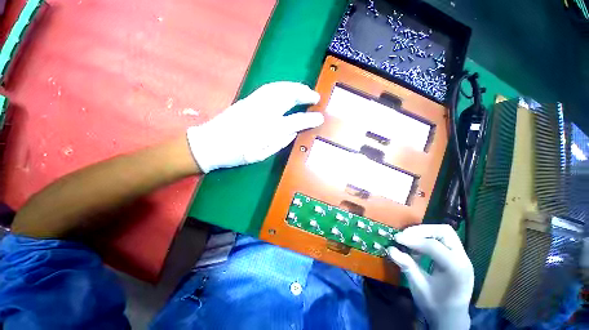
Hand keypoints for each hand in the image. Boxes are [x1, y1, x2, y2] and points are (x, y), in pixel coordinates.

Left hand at [187, 82, 323, 172]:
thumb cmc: (236, 154)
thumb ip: (279, 142)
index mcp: (268, 129)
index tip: (320, 118)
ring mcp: (254, 102)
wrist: (208, 144)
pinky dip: (283, 87)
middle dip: (305, 94)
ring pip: (279, 88)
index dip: (310, 119)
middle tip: (315, 96)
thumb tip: (293, 132)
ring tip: (305, 90)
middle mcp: (263, 112)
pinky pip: (270, 88)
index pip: (296, 121)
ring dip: (295, 87)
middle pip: (289, 96)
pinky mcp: (247, 99)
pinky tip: (287, 89)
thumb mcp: (260, 155)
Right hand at [387, 224, 472, 329]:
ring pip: (444, 232)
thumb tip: (390, 249)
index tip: (396, 238)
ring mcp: (462, 257)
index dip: (413, 240)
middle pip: (444, 231)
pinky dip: (428, 238)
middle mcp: (463, 259)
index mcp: (456, 269)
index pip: (434, 245)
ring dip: (424, 232)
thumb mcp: (418, 287)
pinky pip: (443, 240)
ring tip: (410, 240)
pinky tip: (417, 248)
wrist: (451, 319)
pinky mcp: (457, 257)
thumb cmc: (435, 305)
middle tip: (405, 235)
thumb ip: (406, 265)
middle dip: (422, 230)